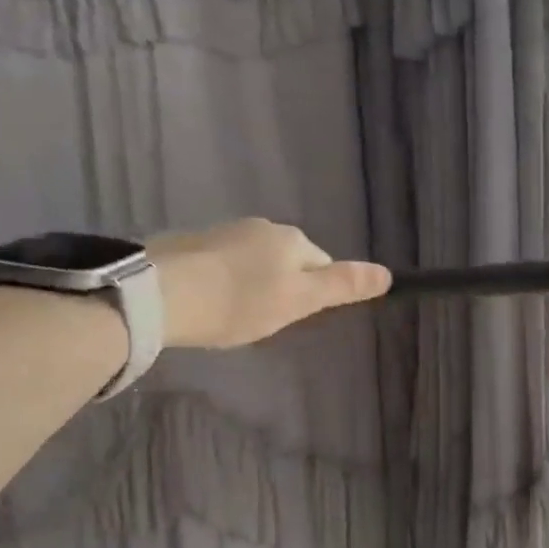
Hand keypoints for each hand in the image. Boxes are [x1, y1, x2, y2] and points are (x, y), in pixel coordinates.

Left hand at [148, 219, 390, 349]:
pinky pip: (221, 263)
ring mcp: (222, 231)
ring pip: (253, 261)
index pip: (321, 265)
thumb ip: (343, 287)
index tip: (294, 318)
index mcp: (292, 239)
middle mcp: (261, 227)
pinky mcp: (189, 243)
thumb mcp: (300, 300)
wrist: (160, 294)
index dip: (314, 294)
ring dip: (251, 283)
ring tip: (232, 315)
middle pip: (287, 261)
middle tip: (264, 320)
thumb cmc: (241, 302)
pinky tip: (208, 303)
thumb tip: (388, 274)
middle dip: (282, 286)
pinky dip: (222, 281)